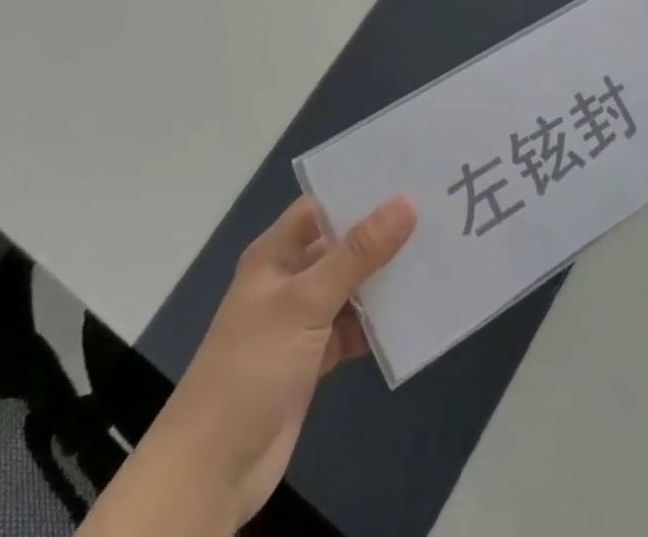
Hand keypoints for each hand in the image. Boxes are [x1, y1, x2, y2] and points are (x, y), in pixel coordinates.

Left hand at [80, 194, 415, 536]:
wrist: (212, 471)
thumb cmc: (251, 367)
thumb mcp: (306, 301)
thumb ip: (358, 253)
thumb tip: (406, 201)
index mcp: (276, 253)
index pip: (323, 205)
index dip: (361, 190)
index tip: (409, 175)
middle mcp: (289, 278)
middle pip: (342, 245)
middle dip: (382, 234)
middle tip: (436, 212)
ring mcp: (301, 320)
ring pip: (351, 287)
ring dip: (384, 280)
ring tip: (436, 255)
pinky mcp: (313, 358)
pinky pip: (353, 328)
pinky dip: (378, 324)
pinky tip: (414, 313)